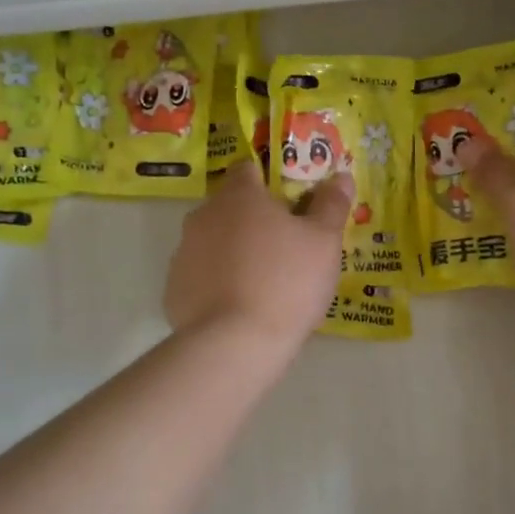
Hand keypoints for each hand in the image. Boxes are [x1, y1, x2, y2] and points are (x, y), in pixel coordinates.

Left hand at [164, 162, 352, 342]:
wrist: (234, 344)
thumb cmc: (286, 282)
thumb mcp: (324, 242)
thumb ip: (331, 205)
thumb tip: (341, 176)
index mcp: (239, 196)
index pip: (249, 169)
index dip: (271, 182)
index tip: (292, 204)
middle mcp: (204, 215)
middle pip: (230, 206)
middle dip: (254, 220)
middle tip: (285, 247)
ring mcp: (183, 252)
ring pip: (214, 241)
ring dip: (235, 251)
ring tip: (264, 282)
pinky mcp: (173, 289)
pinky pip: (201, 275)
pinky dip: (218, 283)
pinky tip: (240, 306)